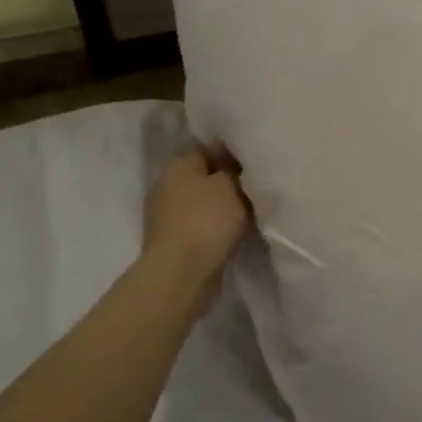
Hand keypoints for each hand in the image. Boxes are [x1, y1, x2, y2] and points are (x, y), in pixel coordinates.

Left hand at [142, 143, 250, 281]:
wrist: (181, 274)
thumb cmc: (207, 220)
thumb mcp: (231, 185)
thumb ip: (235, 169)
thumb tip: (234, 165)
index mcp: (178, 165)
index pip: (209, 148)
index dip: (234, 153)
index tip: (256, 163)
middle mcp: (166, 185)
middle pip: (204, 175)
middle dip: (228, 181)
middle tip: (256, 186)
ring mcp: (165, 214)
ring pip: (202, 201)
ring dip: (222, 206)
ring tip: (249, 211)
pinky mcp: (171, 239)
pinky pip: (199, 223)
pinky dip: (214, 226)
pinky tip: (232, 231)